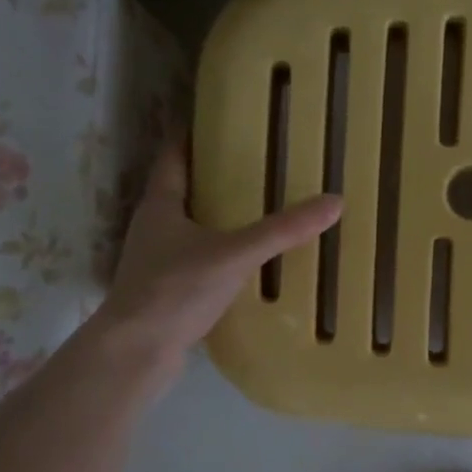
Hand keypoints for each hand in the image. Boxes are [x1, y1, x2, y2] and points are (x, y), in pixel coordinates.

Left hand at [90, 142, 341, 371]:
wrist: (136, 352)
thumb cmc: (176, 290)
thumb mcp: (235, 254)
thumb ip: (282, 231)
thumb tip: (334, 202)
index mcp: (161, 205)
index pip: (174, 156)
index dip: (192, 135)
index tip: (218, 119)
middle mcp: (154, 227)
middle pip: (183, 190)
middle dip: (213, 176)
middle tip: (254, 163)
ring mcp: (156, 261)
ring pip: (189, 227)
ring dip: (216, 217)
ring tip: (256, 209)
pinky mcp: (166, 290)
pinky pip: (196, 260)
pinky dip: (218, 253)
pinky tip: (245, 261)